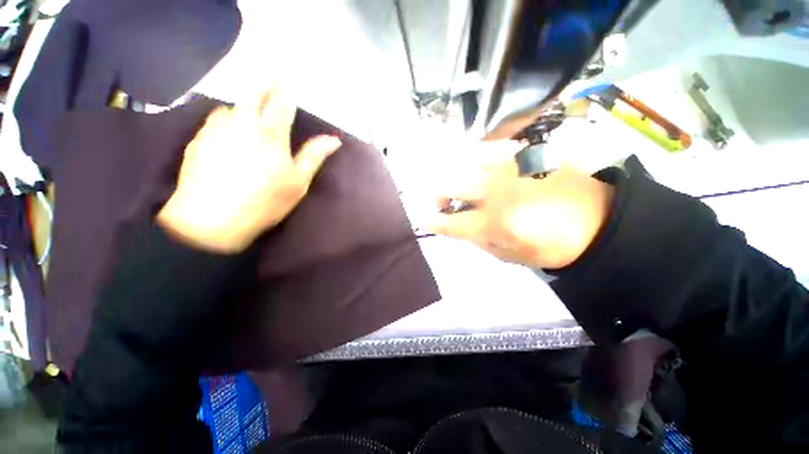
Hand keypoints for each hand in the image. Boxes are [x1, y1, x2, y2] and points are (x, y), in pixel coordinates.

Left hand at [157, 91, 341, 252]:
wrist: (211, 219)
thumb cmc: (265, 201)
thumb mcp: (298, 182)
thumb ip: (314, 156)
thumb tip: (334, 139)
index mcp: (270, 133)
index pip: (281, 103)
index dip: (286, 94)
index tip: (290, 87)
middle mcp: (242, 123)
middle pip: (253, 94)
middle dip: (264, 85)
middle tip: (272, 81)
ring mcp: (216, 129)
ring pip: (232, 105)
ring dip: (244, 102)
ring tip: (251, 108)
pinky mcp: (199, 139)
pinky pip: (215, 119)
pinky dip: (227, 117)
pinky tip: (230, 129)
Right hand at [428, 153, 613, 268]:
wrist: (599, 221)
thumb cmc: (552, 247)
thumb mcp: (510, 256)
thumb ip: (478, 240)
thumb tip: (457, 226)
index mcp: (494, 222)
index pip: (451, 222)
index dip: (434, 221)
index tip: (424, 220)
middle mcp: (497, 190)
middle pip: (451, 185)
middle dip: (438, 194)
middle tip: (442, 202)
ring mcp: (511, 167)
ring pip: (467, 160)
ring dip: (458, 174)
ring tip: (465, 185)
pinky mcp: (526, 153)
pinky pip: (492, 149)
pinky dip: (481, 159)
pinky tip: (487, 170)